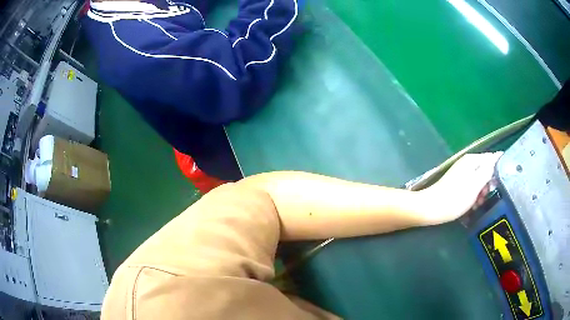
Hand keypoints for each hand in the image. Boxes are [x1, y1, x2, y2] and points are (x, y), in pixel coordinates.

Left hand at [421, 152, 501, 224]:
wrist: (431, 209)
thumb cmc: (455, 197)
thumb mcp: (476, 184)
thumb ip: (488, 170)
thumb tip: (498, 156)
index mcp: (472, 160)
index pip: (492, 158)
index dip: (499, 171)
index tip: (500, 185)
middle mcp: (467, 163)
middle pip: (486, 171)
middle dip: (489, 185)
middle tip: (485, 197)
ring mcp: (461, 174)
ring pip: (479, 181)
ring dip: (481, 193)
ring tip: (477, 204)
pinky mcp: (457, 184)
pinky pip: (471, 188)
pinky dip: (473, 196)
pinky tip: (471, 206)